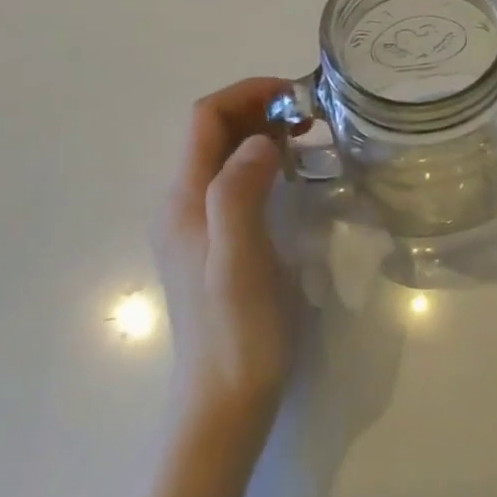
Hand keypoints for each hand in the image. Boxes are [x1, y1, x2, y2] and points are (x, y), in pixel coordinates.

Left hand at [149, 79, 296, 428]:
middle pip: (213, 131)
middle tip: (312, 115)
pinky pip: (236, 181)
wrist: (224, 403)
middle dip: (259, 108)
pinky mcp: (216, 243)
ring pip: (226, 155)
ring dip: (263, 132)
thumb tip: (262, 141)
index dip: (248, 93)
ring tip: (311, 136)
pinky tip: (296, 176)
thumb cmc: (238, 333)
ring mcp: (198, 226)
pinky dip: (265, 161)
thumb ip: (240, 194)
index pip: (206, 118)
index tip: (298, 95)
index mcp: (185, 201)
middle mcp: (183, 204)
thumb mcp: (240, 260)